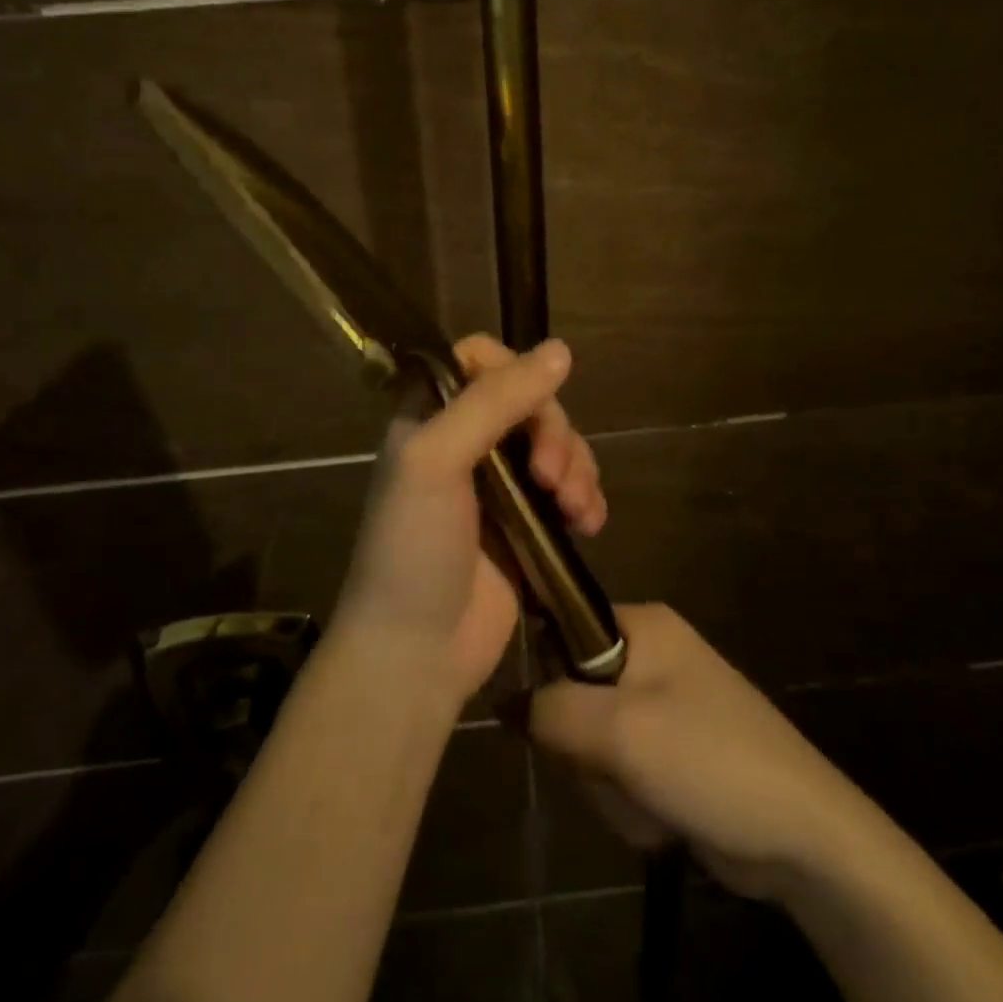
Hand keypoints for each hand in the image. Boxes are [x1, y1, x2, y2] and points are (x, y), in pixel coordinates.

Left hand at [334, 335, 608, 708]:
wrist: (416, 651)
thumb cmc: (413, 548)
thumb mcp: (435, 461)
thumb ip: (492, 401)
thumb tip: (561, 350)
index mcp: (431, 416)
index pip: (477, 359)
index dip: (512, 370)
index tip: (532, 402)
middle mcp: (466, 442)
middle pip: (531, 401)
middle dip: (554, 433)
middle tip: (550, 478)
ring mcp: (500, 485)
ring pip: (558, 444)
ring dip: (577, 467)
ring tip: (573, 508)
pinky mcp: (529, 524)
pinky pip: (571, 488)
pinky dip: (587, 498)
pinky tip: (589, 523)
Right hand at [529, 604, 874, 900]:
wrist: (805, 837)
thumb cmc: (711, 760)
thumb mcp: (619, 730)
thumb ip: (550, 709)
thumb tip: (502, 703)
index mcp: (641, 624)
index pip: (559, 628)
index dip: (550, 677)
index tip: (562, 720)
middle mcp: (649, 653)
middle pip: (571, 694)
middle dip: (585, 748)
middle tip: (618, 768)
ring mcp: (661, 704)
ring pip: (591, 741)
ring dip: (608, 783)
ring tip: (651, 798)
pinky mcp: (670, 750)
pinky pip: (618, 769)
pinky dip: (631, 799)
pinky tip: (664, 816)